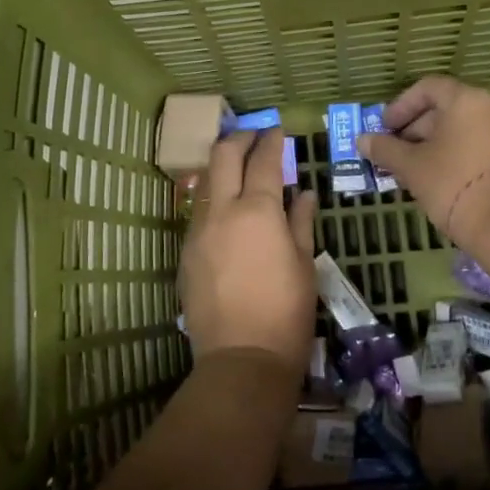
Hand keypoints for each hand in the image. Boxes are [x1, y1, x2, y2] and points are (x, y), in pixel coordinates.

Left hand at [179, 127, 318, 379]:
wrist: (241, 359)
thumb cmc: (286, 312)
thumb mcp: (304, 264)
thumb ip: (301, 221)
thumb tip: (303, 193)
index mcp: (258, 211)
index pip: (263, 160)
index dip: (272, 140)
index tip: (277, 130)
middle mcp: (222, 212)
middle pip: (223, 156)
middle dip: (239, 139)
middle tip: (255, 136)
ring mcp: (198, 232)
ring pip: (207, 184)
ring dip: (223, 169)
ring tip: (241, 171)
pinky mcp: (186, 253)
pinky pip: (200, 214)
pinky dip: (215, 202)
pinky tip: (229, 213)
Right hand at [357, 76, 489, 248]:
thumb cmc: (451, 183)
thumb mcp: (410, 165)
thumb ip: (384, 148)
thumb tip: (361, 140)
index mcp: (465, 100)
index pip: (426, 88)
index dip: (400, 106)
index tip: (384, 128)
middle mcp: (488, 108)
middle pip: (442, 108)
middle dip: (412, 129)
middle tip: (391, 152)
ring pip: (457, 129)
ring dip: (428, 144)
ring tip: (407, 169)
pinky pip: (472, 144)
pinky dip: (450, 154)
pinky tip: (431, 178)